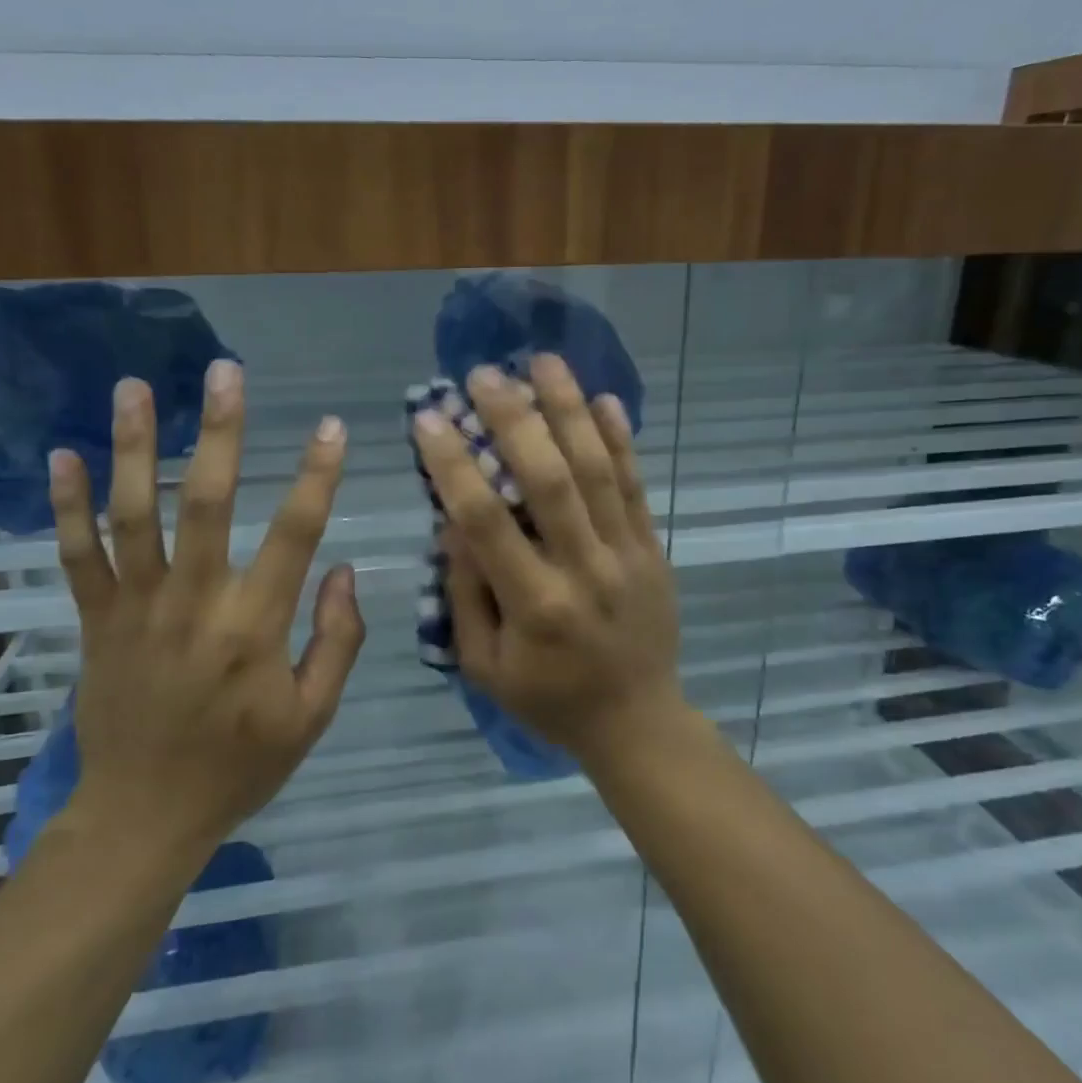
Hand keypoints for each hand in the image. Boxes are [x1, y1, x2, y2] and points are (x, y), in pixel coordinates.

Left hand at [47, 365, 365, 865]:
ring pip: (133, 515)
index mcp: (254, 627)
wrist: (144, 816)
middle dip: (221, 433)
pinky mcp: (95, 622)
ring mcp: (136, 608)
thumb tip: (346, 571)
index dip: (318, 476)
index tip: (333, 426)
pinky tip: (63, 456)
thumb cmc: (239, 766)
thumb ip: (338, 641)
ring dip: (135, 448)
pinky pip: (76, 556)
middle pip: (207, 503)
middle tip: (225, 372)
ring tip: (134, 388)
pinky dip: (68, 507)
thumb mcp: (312, 717)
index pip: (295, 535)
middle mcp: (194, 603)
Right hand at [413, 354, 686, 766]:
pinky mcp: (654, 549)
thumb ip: (466, 594)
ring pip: (598, 470)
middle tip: (484, 375)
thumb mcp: (485, 666)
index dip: (454, 466)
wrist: (638, 721)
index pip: (486, 522)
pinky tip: (604, 399)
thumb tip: (452, 522)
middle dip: (514, 420)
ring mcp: (627, 555)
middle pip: (549, 480)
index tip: (427, 420)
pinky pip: (637, 486)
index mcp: (534, 606)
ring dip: (570, 410)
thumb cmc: (549, 699)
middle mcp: (584, 570)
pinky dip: (621, 440)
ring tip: (544, 361)